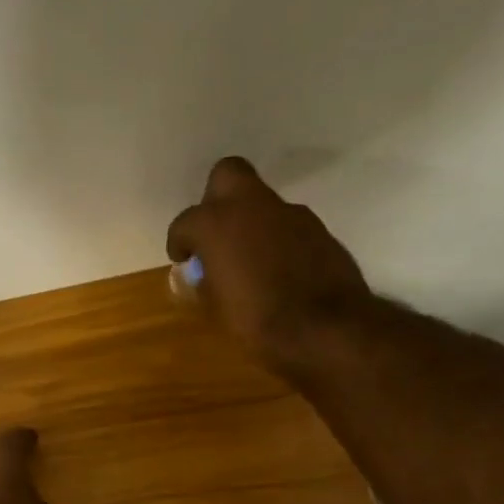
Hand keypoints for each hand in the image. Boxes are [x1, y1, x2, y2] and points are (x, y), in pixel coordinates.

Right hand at [166, 156, 373, 371]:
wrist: (324, 328)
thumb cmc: (256, 321)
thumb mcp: (216, 308)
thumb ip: (205, 282)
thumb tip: (203, 274)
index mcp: (216, 224)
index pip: (185, 222)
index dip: (180, 241)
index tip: (183, 259)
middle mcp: (252, 207)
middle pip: (227, 175)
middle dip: (215, 198)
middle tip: (214, 233)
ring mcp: (289, 213)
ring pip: (260, 203)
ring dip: (249, 223)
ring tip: (247, 261)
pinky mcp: (316, 228)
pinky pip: (285, 225)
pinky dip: (275, 240)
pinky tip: (277, 270)